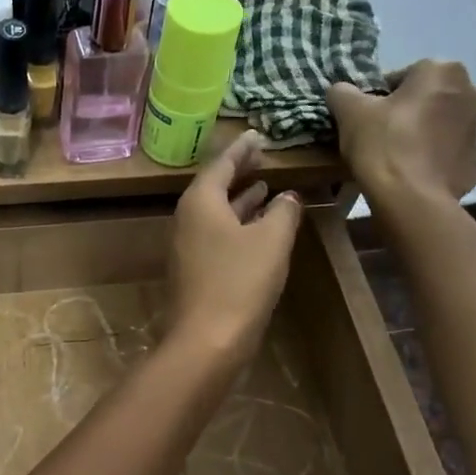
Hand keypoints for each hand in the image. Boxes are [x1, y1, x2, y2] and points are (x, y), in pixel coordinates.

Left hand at [165, 132, 302, 365]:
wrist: (207, 340)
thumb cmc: (239, 282)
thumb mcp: (271, 240)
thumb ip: (283, 212)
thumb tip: (288, 196)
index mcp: (200, 202)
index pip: (221, 164)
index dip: (241, 149)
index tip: (257, 134)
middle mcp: (187, 220)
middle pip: (214, 187)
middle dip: (239, 172)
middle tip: (262, 157)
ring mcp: (187, 247)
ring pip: (216, 213)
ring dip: (240, 200)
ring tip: (266, 187)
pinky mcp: (195, 271)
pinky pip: (217, 235)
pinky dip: (237, 224)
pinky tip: (258, 229)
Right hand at [328, 62, 475, 205]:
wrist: (412, 200)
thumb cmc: (383, 145)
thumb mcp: (349, 112)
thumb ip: (342, 92)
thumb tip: (340, 91)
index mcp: (442, 71)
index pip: (401, 76)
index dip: (377, 97)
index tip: (363, 118)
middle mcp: (470, 93)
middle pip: (425, 99)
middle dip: (404, 112)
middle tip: (377, 136)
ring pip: (438, 126)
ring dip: (419, 135)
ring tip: (392, 158)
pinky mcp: (474, 163)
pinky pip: (446, 155)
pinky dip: (430, 160)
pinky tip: (409, 175)